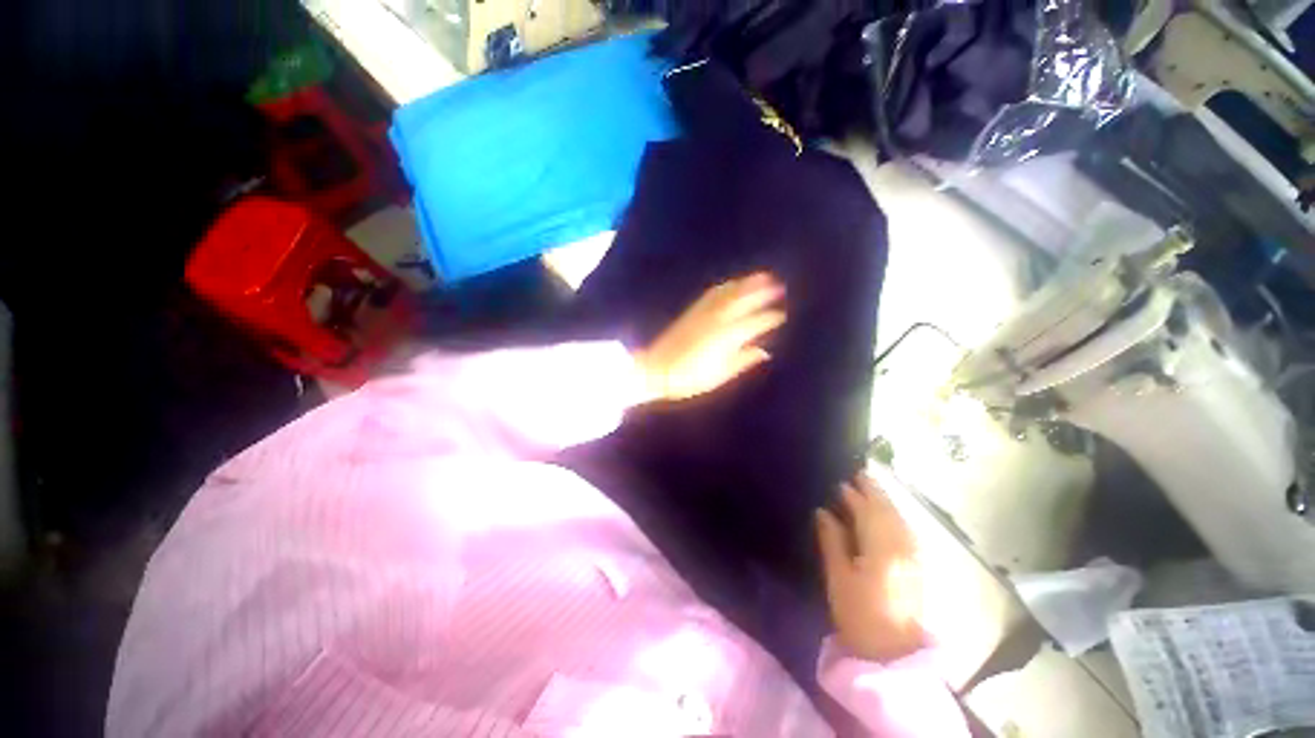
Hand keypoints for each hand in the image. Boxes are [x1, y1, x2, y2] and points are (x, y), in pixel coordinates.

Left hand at [632, 273, 784, 402]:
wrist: (657, 368)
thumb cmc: (688, 378)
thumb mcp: (718, 376)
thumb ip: (742, 361)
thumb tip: (764, 352)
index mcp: (727, 337)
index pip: (755, 323)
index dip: (770, 318)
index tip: (782, 315)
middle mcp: (718, 319)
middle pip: (745, 301)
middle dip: (764, 292)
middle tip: (780, 287)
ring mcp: (704, 312)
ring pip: (730, 293)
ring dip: (747, 283)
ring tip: (763, 276)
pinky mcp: (693, 310)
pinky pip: (713, 293)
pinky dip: (727, 286)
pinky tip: (733, 284)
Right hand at [816, 474, 925, 661]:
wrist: (893, 654)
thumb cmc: (859, 616)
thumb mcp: (838, 577)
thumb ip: (832, 539)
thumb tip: (823, 511)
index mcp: (881, 548)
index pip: (866, 510)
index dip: (852, 494)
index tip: (839, 481)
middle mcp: (903, 546)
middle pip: (888, 509)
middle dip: (873, 489)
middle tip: (857, 472)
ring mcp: (914, 555)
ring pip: (900, 517)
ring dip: (885, 500)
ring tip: (870, 486)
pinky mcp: (918, 564)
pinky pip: (906, 528)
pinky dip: (895, 515)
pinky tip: (888, 513)